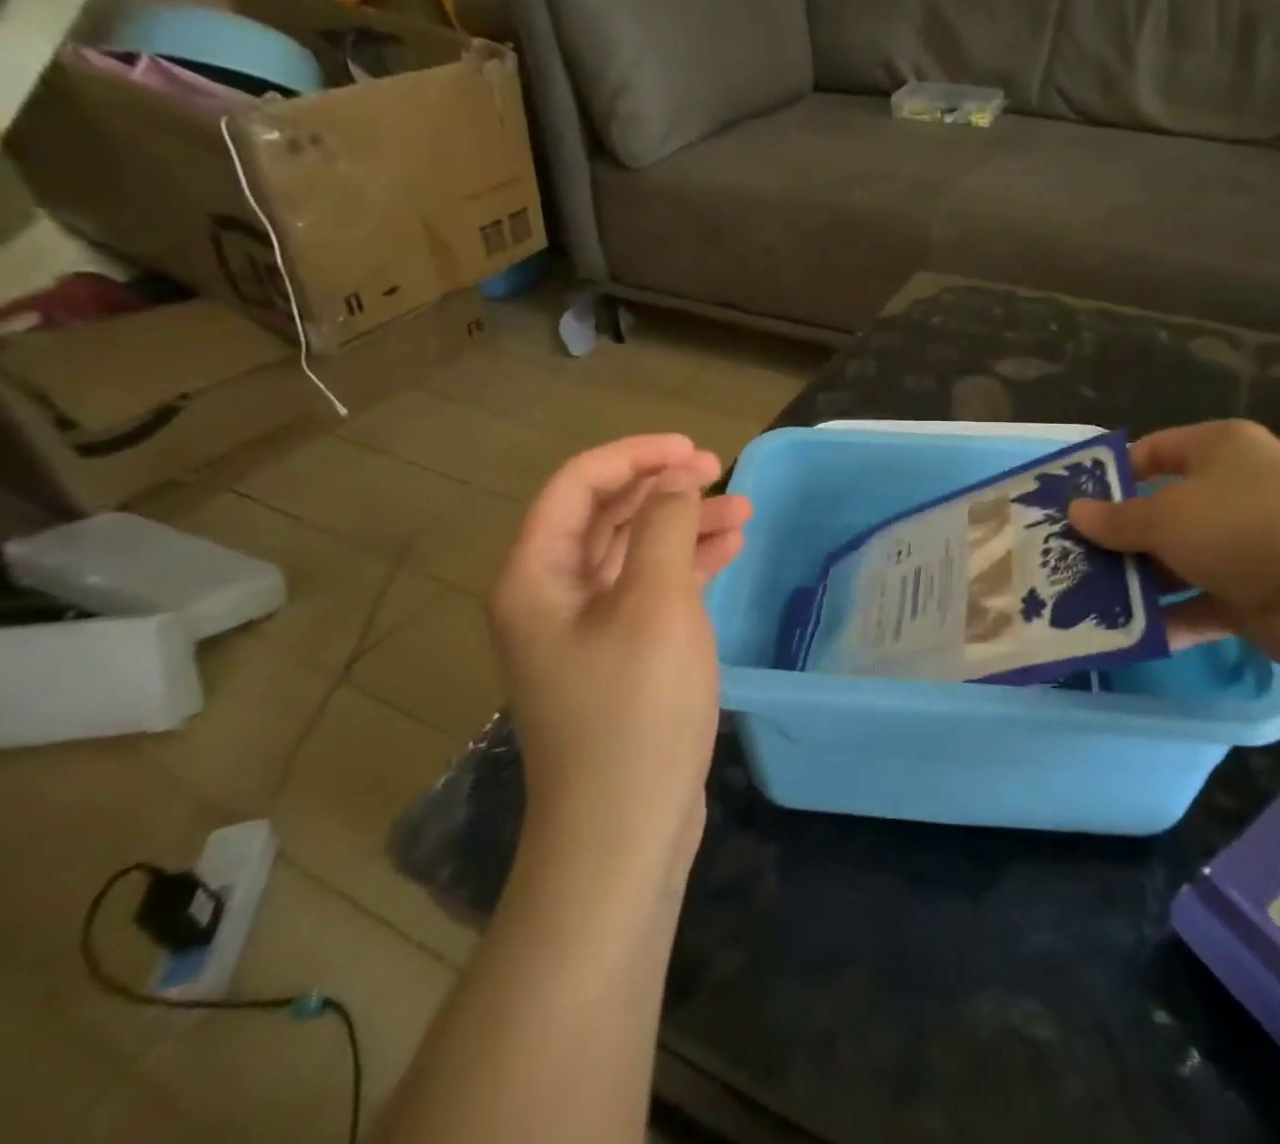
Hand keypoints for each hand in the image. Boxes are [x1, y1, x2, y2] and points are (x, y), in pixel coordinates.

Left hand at [489, 434, 750, 875]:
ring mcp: (584, 627)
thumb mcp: (656, 604)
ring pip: (633, 551)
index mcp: (536, 575)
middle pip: (606, 514)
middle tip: (721, 473)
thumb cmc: (635, 709)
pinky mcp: (617, 654)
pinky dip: (686, 565)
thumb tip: (676, 480)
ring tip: (743, 512)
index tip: (694, 451)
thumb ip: (664, 526)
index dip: (636, 456)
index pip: (578, 485)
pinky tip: (730, 551)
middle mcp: (550, 594)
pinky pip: (649, 588)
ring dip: (683, 525)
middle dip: (663, 488)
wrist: (624, 830)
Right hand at [1068, 420, 1279, 684]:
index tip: (1073, 503)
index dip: (1113, 475)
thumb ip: (1118, 520)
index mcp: (1218, 450)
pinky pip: (1199, 602)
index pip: (1154, 452)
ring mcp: (1247, 546)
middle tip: (1069, 557)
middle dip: (1118, 536)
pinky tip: (1125, 633)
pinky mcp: (1256, 596)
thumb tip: (1075, 512)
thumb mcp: (1167, 517)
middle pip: (1162, 510)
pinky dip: (1169, 617)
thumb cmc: (1244, 525)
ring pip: (1178, 560)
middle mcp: (1233, 491)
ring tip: (1086, 598)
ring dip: (1138, 580)